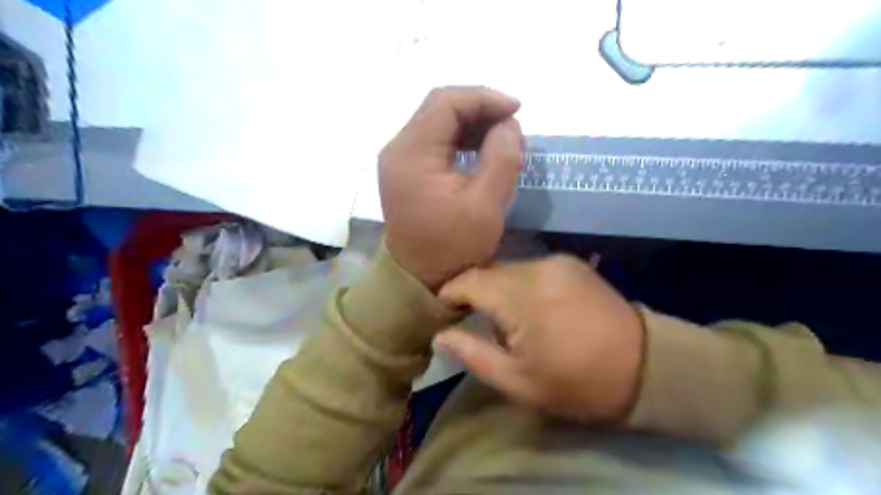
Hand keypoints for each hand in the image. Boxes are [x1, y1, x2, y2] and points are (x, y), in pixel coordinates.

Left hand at [379, 87, 521, 291]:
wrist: (420, 277)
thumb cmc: (452, 247)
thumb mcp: (486, 205)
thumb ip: (501, 157)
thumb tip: (508, 124)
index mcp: (412, 153)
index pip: (446, 103)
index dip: (483, 98)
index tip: (517, 110)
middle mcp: (398, 148)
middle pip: (439, 108)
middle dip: (479, 109)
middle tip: (511, 124)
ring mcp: (398, 159)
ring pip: (436, 122)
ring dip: (471, 123)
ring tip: (501, 137)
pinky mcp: (404, 170)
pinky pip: (433, 141)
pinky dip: (459, 139)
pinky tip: (480, 149)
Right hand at [437, 255, 645, 421]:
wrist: (645, 366)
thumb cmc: (576, 382)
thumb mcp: (518, 381)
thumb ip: (473, 354)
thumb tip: (439, 335)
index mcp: (521, 297)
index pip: (468, 281)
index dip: (449, 294)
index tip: (442, 311)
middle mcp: (536, 267)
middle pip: (488, 272)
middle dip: (474, 293)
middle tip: (470, 319)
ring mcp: (557, 261)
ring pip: (509, 269)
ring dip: (498, 289)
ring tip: (504, 317)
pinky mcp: (571, 263)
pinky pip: (531, 268)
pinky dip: (519, 284)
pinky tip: (530, 306)